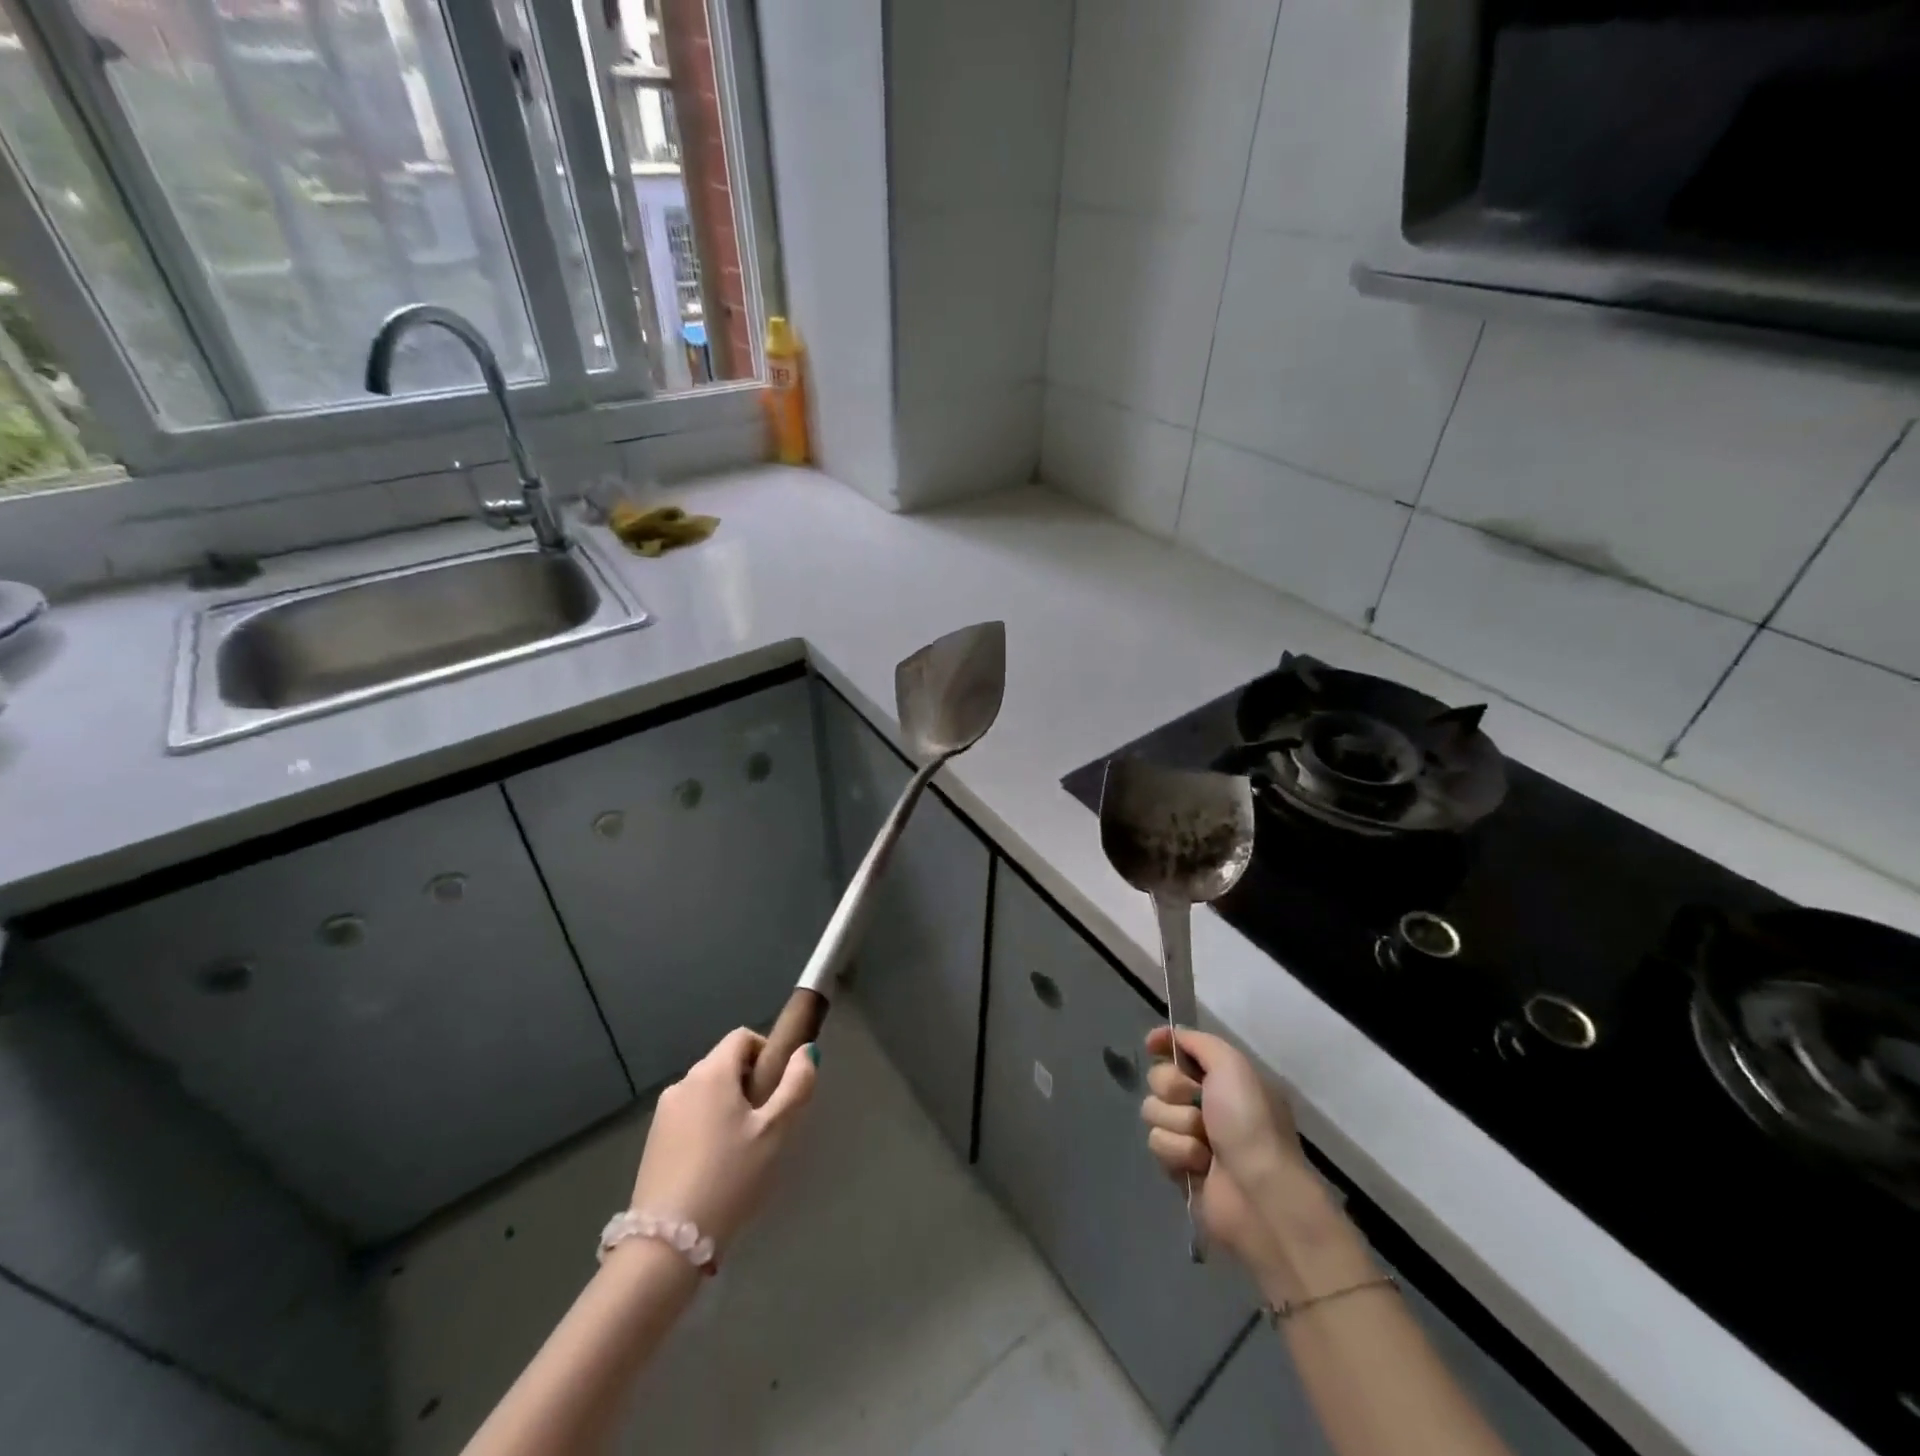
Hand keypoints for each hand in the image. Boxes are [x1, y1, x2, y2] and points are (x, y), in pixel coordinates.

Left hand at [630, 1027, 816, 1255]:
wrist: (666, 1244)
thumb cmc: (730, 1178)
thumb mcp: (775, 1132)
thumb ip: (796, 1085)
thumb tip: (806, 1051)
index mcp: (711, 1072)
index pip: (742, 1037)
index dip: (766, 1052)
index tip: (778, 1089)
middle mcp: (683, 1083)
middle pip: (724, 1064)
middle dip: (749, 1083)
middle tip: (766, 1124)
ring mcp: (663, 1113)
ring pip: (706, 1092)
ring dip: (728, 1106)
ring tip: (742, 1150)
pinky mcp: (653, 1141)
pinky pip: (689, 1116)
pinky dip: (707, 1126)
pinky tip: (715, 1166)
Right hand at [1140, 1027, 1322, 1276]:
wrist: (1260, 1193)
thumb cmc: (1250, 1123)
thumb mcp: (1233, 1066)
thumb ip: (1199, 1042)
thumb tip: (1173, 1035)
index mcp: (1223, 1078)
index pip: (1182, 1049)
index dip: (1165, 1043)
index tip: (1153, 1044)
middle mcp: (1205, 1103)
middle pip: (1159, 1077)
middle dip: (1173, 1088)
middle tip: (1197, 1103)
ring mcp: (1190, 1135)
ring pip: (1153, 1110)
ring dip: (1178, 1124)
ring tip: (1205, 1144)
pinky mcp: (1178, 1166)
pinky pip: (1157, 1143)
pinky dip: (1178, 1151)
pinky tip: (1200, 1166)